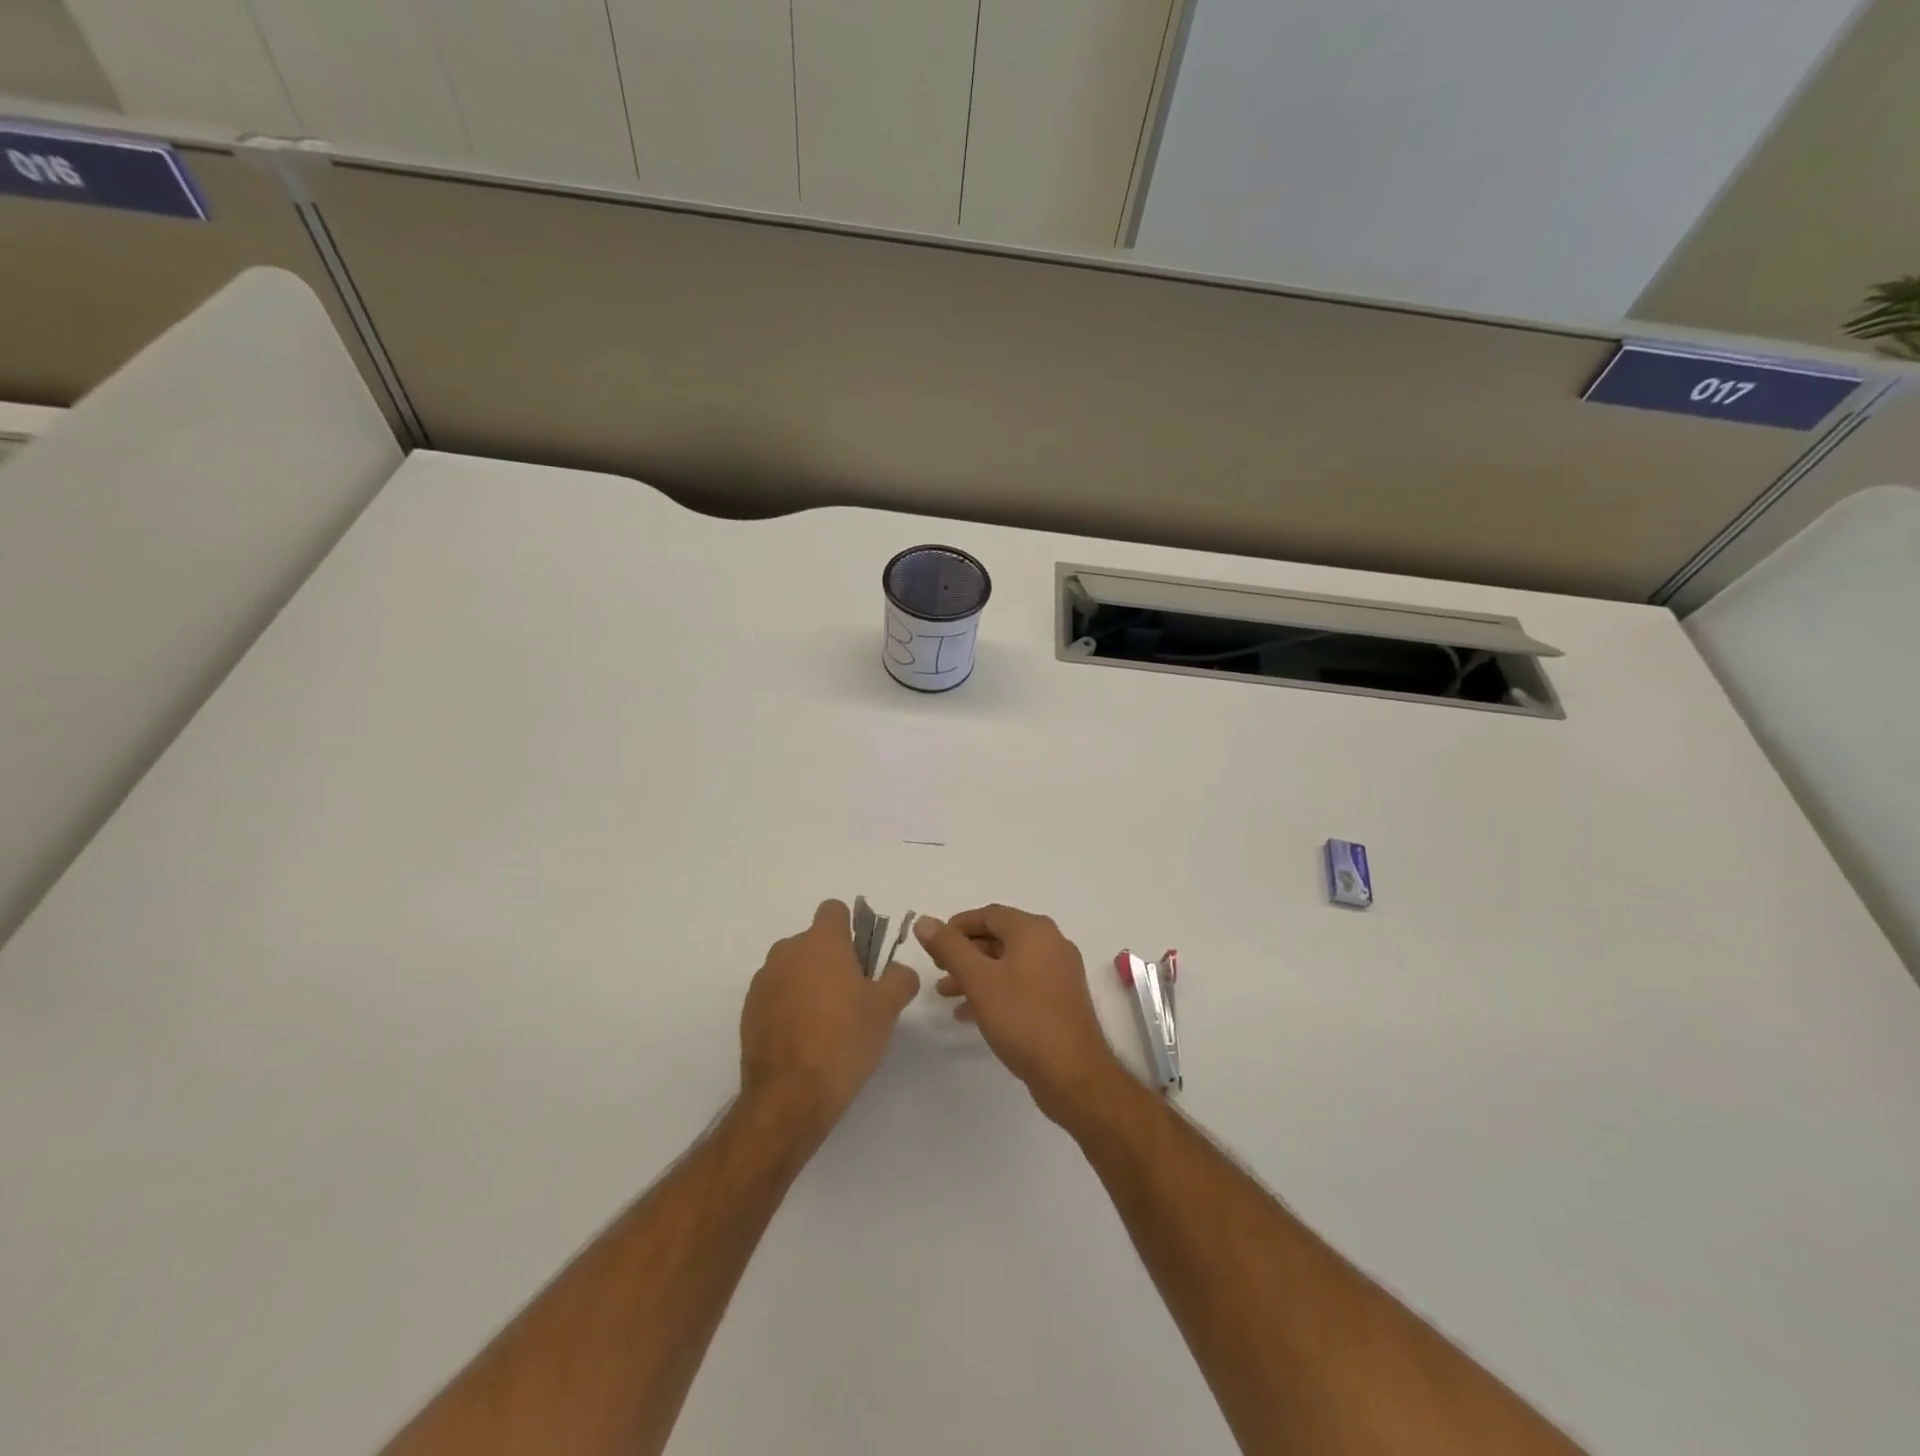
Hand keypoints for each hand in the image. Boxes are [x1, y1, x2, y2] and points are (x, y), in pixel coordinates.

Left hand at [739, 900, 919, 1144]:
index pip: (834, 910)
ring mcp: (763, 981)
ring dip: (808, 982)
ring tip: (826, 1022)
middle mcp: (787, 952)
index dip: (850, 928)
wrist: (789, 1096)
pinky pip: (775, 994)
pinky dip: (789, 1006)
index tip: (862, 959)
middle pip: (813, 941)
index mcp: (821, 943)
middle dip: (831, 960)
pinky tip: (804, 1039)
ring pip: (793, 968)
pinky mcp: (748, 1011)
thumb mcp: (886, 1009)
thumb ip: (899, 979)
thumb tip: (898, 970)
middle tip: (852, 996)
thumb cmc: (844, 1041)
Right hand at [915, 905, 1126, 1123]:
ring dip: (976, 974)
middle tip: (937, 970)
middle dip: (965, 952)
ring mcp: (1059, 972)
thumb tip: (924, 920)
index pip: (989, 914)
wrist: (1072, 1073)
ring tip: (946, 994)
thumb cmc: (1022, 1018)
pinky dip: (995, 990)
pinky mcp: (1061, 999)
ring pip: (1009, 963)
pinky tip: (970, 1013)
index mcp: (1034, 930)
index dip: (957, 926)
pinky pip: (1021, 983)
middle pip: (999, 937)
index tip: (933, 945)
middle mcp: (1051, 943)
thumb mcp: (978, 979)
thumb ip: (949, 948)